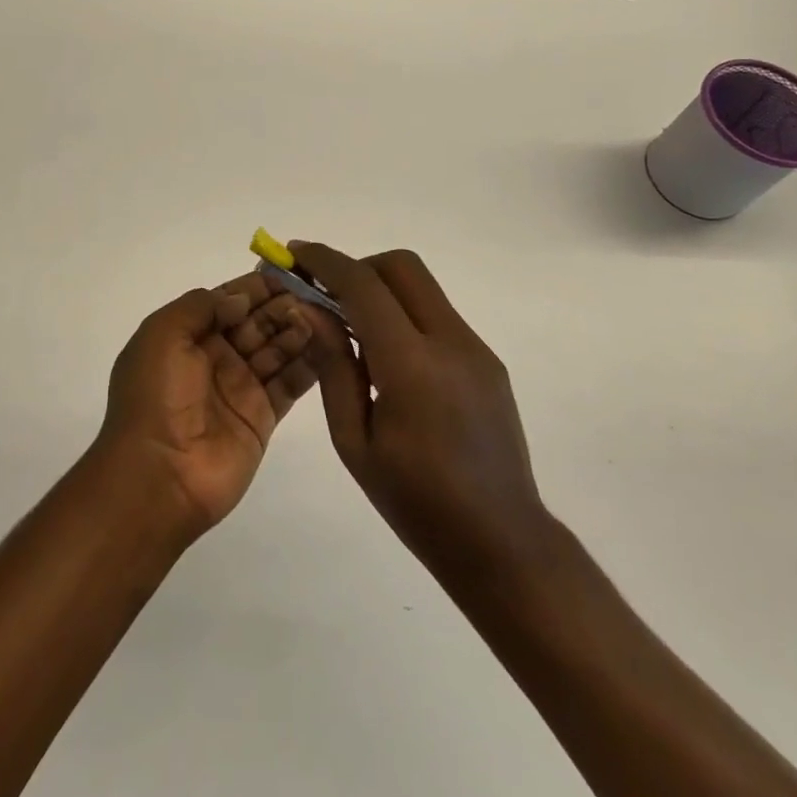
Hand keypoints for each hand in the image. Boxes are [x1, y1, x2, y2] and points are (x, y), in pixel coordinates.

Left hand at [95, 272, 316, 540]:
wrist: (158, 475)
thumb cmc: (155, 396)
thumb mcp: (162, 335)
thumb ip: (200, 306)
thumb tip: (238, 298)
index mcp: (188, 335)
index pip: (228, 300)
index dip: (256, 286)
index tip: (289, 270)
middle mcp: (216, 357)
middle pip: (257, 322)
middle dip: (282, 305)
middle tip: (312, 293)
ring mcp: (241, 387)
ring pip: (277, 349)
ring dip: (298, 329)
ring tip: (320, 315)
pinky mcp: (263, 417)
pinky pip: (290, 383)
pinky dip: (309, 363)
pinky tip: (329, 344)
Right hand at [284, 243, 551, 582]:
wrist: (502, 542)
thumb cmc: (416, 503)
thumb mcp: (354, 442)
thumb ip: (333, 365)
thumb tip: (309, 308)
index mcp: (412, 366)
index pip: (364, 286)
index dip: (325, 261)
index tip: (295, 254)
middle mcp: (451, 343)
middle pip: (401, 267)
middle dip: (357, 268)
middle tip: (326, 297)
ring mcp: (475, 349)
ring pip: (421, 287)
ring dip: (381, 290)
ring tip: (352, 331)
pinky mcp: (487, 360)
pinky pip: (437, 315)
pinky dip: (403, 315)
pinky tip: (388, 361)